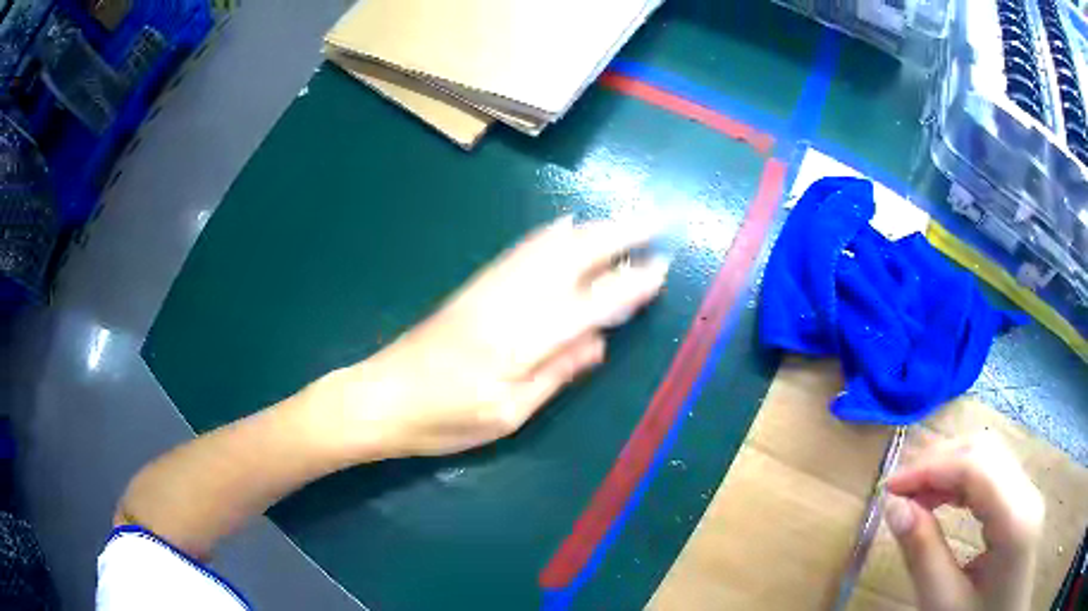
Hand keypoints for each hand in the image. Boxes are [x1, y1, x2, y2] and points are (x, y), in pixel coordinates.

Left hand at [319, 215, 668, 459]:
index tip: (661, 267)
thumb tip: (599, 342)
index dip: (630, 285)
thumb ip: (556, 374)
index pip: (592, 303)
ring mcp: (490, 288)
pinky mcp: (475, 287)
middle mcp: (511, 301)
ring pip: (549, 246)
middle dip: (618, 236)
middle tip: (654, 222)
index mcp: (524, 339)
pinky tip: (565, 225)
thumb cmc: (444, 419)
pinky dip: (551, 234)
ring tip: (624, 219)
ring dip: (591, 229)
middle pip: (573, 258)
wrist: (381, 396)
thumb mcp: (507, 414)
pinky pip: (521, 250)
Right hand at [883, 432, 1044, 610]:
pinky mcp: (1023, 499)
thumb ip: (923, 555)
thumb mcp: (943, 604)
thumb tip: (894, 508)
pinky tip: (942, 499)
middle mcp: (1028, 493)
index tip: (888, 489)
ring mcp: (1028, 492)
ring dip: (948, 467)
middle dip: (937, 461)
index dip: (930, 467)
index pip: (977, 466)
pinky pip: (993, 472)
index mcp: (1016, 521)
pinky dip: (962, 478)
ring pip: (989, 455)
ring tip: (915, 496)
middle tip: (898, 491)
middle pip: (985, 450)